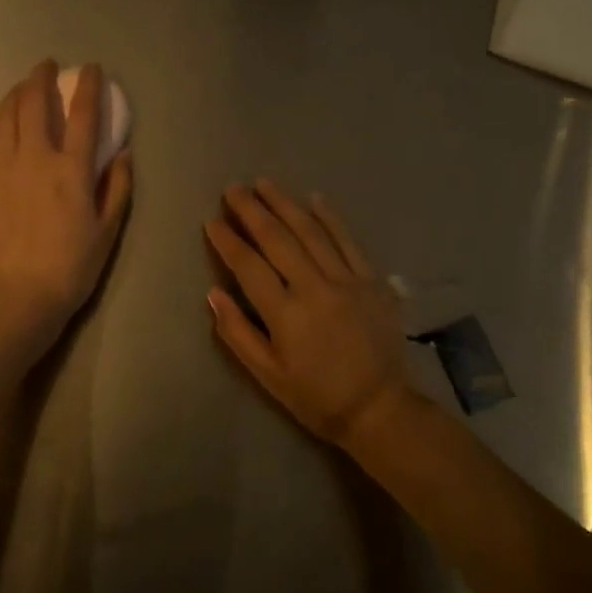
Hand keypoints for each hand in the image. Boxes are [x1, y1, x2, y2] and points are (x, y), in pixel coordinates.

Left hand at [0, 61, 131, 340]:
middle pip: (34, 103)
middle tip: (47, 66)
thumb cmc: (71, 266)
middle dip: (41, 78)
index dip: (88, 86)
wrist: (17, 295)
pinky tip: (1, 118)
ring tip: (23, 85)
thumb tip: (122, 154)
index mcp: (71, 170)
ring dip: (16, 93)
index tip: (91, 68)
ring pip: (6, 115)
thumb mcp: (108, 230)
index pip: (82, 114)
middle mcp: (35, 158)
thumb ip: (117, 187)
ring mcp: (3, 167)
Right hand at [205, 182, 408, 447]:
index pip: (248, 266)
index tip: (211, 220)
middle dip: (252, 210)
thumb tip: (213, 293)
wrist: (379, 408)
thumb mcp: (268, 374)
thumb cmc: (316, 396)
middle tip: (233, 189)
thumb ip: (238, 332)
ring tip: (265, 183)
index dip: (227, 241)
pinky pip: (348, 241)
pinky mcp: (372, 281)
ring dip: (286, 204)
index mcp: (285, 313)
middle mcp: (314, 288)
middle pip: (277, 239)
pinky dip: (331, 218)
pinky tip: (315, 198)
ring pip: (311, 232)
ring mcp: (347, 280)